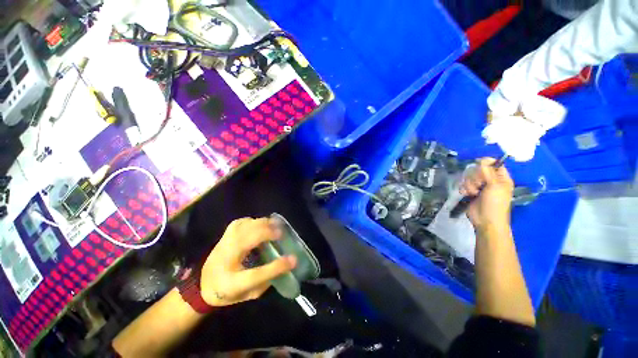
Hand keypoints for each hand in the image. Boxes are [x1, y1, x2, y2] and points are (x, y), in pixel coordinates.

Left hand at [200, 217, 296, 306]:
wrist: (201, 284)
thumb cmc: (226, 292)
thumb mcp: (248, 295)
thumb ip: (266, 281)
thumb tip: (284, 264)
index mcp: (230, 283)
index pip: (255, 275)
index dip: (276, 267)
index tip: (293, 259)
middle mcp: (225, 260)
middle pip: (248, 241)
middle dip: (268, 233)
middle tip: (282, 233)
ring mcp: (223, 245)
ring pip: (244, 227)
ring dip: (262, 224)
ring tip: (275, 225)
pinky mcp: (224, 235)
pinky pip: (240, 222)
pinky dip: (253, 221)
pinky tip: (260, 224)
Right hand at [459, 158, 513, 230]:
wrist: (485, 220)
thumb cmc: (495, 204)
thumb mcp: (494, 186)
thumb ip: (488, 172)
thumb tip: (482, 159)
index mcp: (501, 178)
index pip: (494, 164)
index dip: (486, 163)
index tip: (479, 166)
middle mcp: (490, 180)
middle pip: (478, 169)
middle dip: (475, 177)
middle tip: (478, 185)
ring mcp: (480, 186)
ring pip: (469, 177)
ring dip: (469, 184)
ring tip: (473, 192)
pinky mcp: (470, 192)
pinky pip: (463, 184)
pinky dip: (464, 189)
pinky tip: (466, 194)